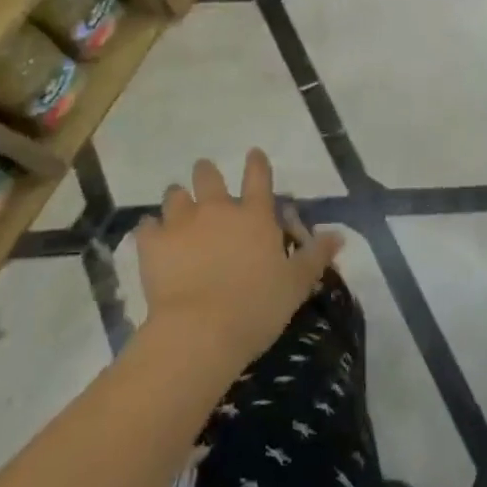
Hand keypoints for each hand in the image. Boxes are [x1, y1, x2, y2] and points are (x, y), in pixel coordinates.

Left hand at [134, 149, 342, 371]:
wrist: (200, 331)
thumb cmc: (256, 307)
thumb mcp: (296, 285)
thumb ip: (315, 256)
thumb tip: (339, 235)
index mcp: (254, 215)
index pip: (258, 176)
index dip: (256, 162)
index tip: (253, 154)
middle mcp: (217, 208)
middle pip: (208, 175)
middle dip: (206, 174)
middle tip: (206, 180)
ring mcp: (181, 222)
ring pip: (175, 195)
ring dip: (178, 199)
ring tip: (178, 208)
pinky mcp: (153, 243)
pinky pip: (146, 226)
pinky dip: (150, 230)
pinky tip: (151, 237)